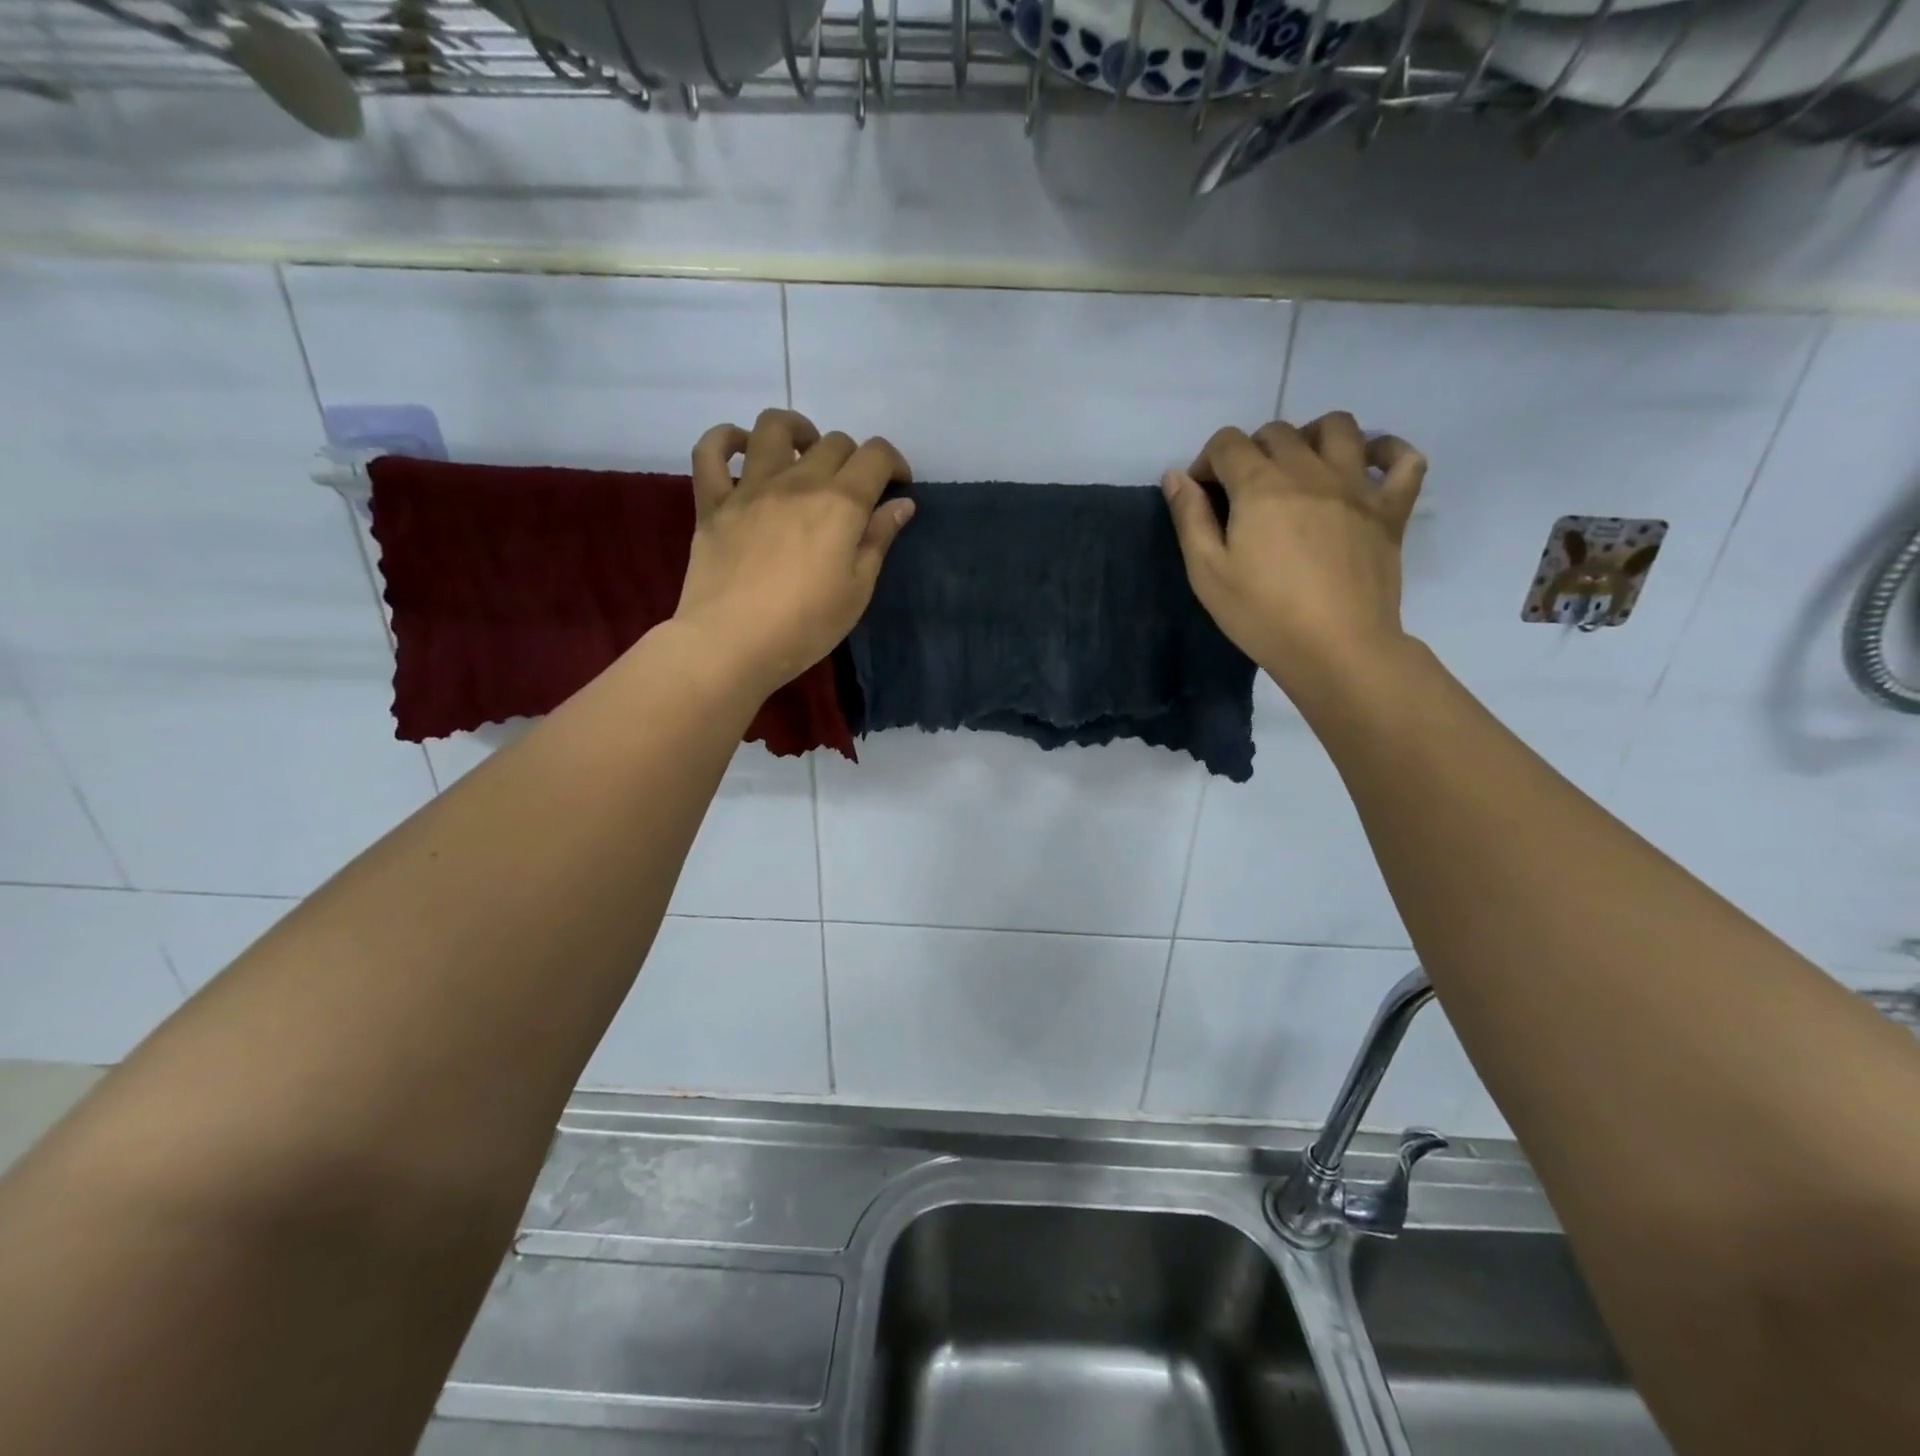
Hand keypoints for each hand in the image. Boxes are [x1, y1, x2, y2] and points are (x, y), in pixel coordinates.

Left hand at [674, 409, 913, 695]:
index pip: (875, 456)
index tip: (896, 487)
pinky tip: (741, 450)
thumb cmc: (805, 626)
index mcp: (840, 503)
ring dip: (797, 431)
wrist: (732, 644)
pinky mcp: (712, 502)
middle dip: (853, 459)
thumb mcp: (857, 590)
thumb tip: (901, 504)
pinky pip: (709, 451)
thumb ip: (878, 540)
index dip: (893, 463)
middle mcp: (797, 482)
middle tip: (853, 492)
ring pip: (773, 427)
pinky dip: (725, 439)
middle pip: (833, 442)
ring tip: (804, 454)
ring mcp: (750, 487)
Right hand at [1162, 412, 1425, 704]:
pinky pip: (1404, 458)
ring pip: (1338, 427)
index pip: (1227, 443)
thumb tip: (1176, 476)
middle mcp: (1309, 470)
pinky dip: (1387, 451)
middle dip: (1251, 452)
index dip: (1207, 462)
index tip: (1203, 497)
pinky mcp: (1391, 508)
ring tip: (1300, 467)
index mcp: (1260, 485)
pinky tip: (1367, 468)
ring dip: (1312, 436)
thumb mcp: (1207, 572)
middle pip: (1277, 431)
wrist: (1336, 647)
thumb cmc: (1262, 614)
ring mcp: (1357, 485)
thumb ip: (1189, 518)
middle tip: (1244, 494)